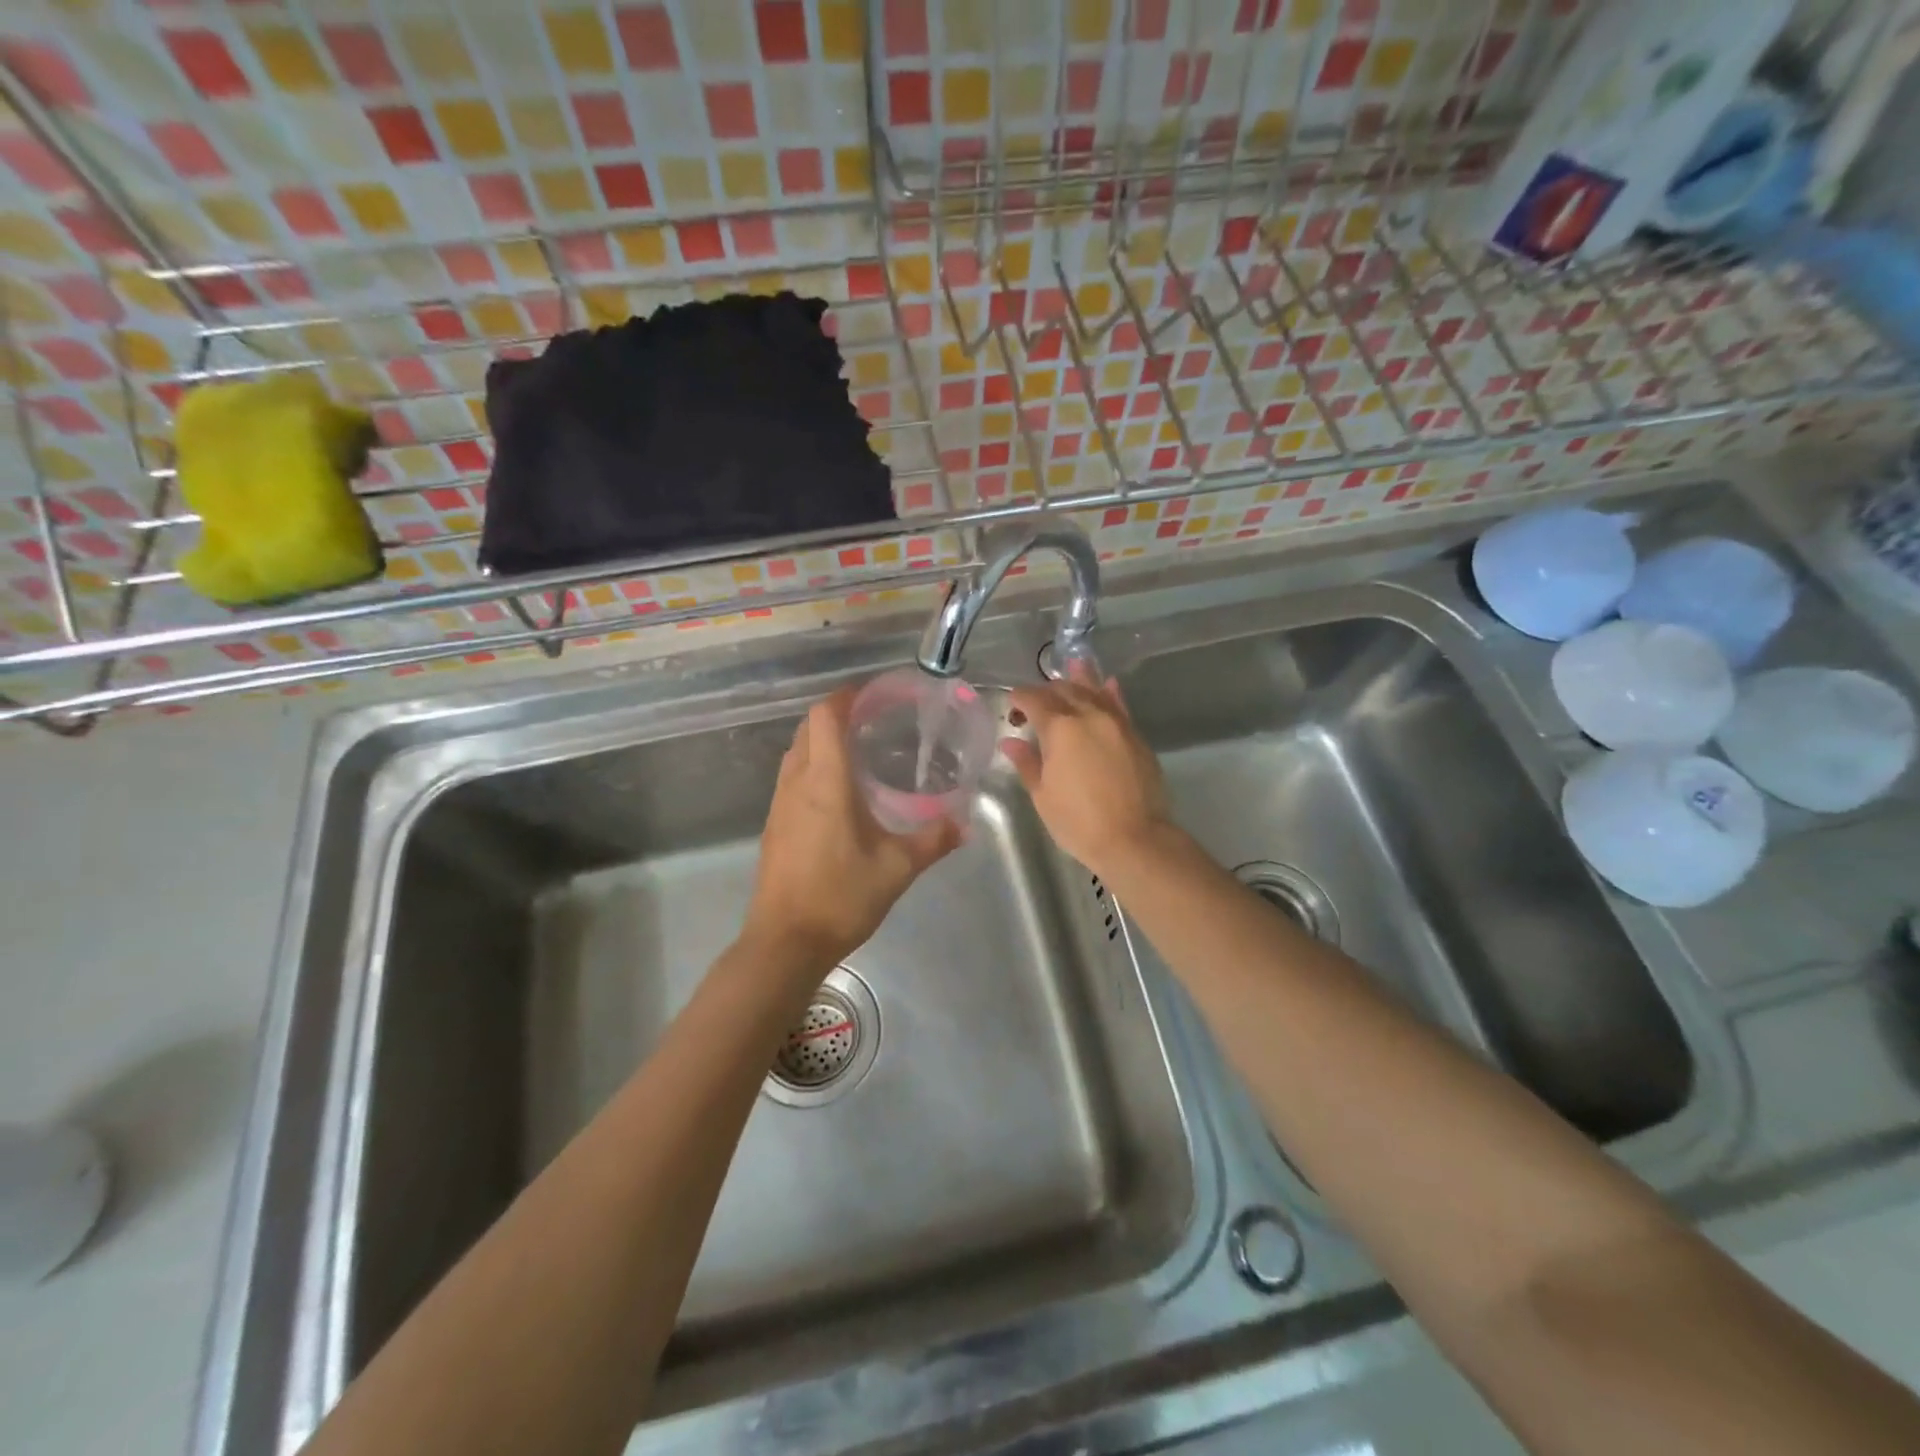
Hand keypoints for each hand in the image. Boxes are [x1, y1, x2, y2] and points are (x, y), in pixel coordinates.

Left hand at [744, 687, 960, 967]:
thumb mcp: (897, 868)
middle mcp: (796, 783)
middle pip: (808, 728)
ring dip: (822, 740)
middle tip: (874, 720)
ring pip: (796, 752)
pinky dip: (813, 766)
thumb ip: (933, 840)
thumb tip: (964, 823)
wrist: (785, 942)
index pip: (825, 717)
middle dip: (837, 714)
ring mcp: (779, 804)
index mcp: (825, 782)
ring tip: (859, 750)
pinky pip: (792, 777)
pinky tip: (839, 791)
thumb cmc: (841, 897)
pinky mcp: (774, 825)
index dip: (846, 697)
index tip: (874, 694)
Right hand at [1002, 673, 1179, 887]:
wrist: (1134, 839)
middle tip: (1035, 701)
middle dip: (1047, 690)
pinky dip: (1110, 693)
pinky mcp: (1135, 736)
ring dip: (1079, 680)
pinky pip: (1119, 705)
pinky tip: (1107, 685)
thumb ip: (1027, 763)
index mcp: (1060, 727)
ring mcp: (1116, 723)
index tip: (1011, 704)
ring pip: (1094, 691)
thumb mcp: (1043, 795)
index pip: (1034, 699)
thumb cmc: (1078, 822)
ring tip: (1072, 666)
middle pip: (1064, 690)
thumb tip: (1012, 742)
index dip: (1019, 698)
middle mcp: (1089, 715)